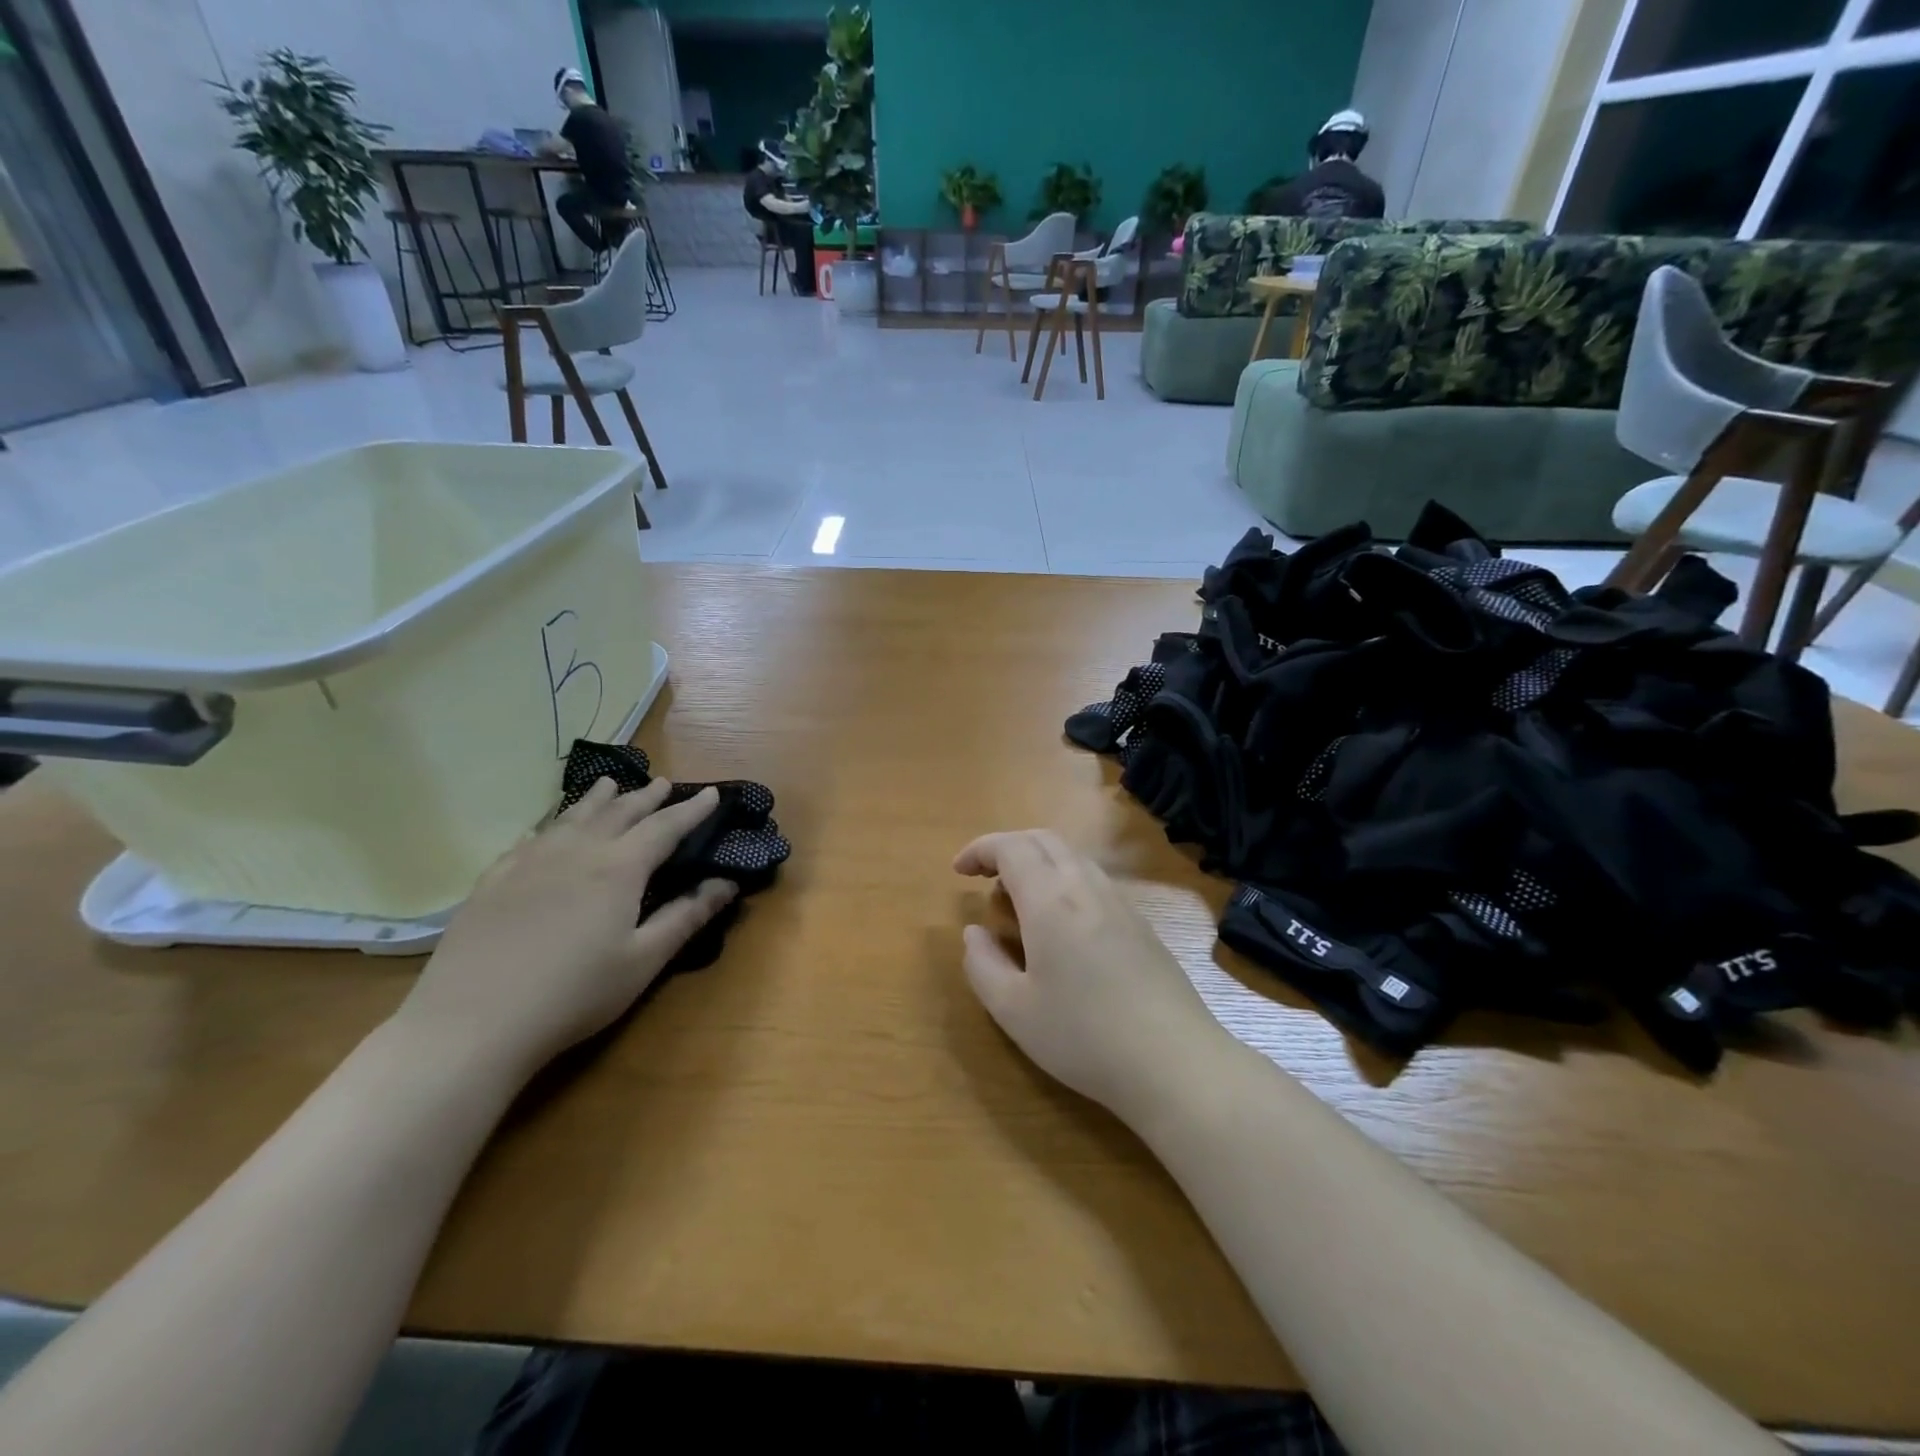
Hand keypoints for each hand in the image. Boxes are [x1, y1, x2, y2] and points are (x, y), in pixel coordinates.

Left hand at [396, 778, 735, 1080]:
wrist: (473, 1022)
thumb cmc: (574, 994)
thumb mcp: (643, 961)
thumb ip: (686, 917)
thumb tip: (727, 883)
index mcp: (619, 868)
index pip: (665, 827)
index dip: (690, 810)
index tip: (709, 794)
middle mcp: (578, 851)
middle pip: (619, 812)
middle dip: (646, 796)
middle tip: (662, 782)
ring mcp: (530, 861)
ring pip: (572, 816)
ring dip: (597, 798)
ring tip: (609, 783)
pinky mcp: (494, 879)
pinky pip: (530, 837)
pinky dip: (551, 823)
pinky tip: (547, 827)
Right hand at [954, 830, 1227, 1120]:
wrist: (1175, 1061)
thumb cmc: (1083, 1036)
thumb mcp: (1013, 1010)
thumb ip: (982, 965)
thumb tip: (974, 933)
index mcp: (1050, 899)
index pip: (1010, 847)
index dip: (980, 849)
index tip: (959, 871)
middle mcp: (1085, 887)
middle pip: (1043, 840)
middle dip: (1007, 847)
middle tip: (984, 877)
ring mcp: (1119, 902)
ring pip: (1072, 857)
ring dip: (1038, 863)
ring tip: (1018, 902)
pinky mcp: (1141, 923)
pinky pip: (1093, 880)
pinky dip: (1064, 881)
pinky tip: (1060, 926)